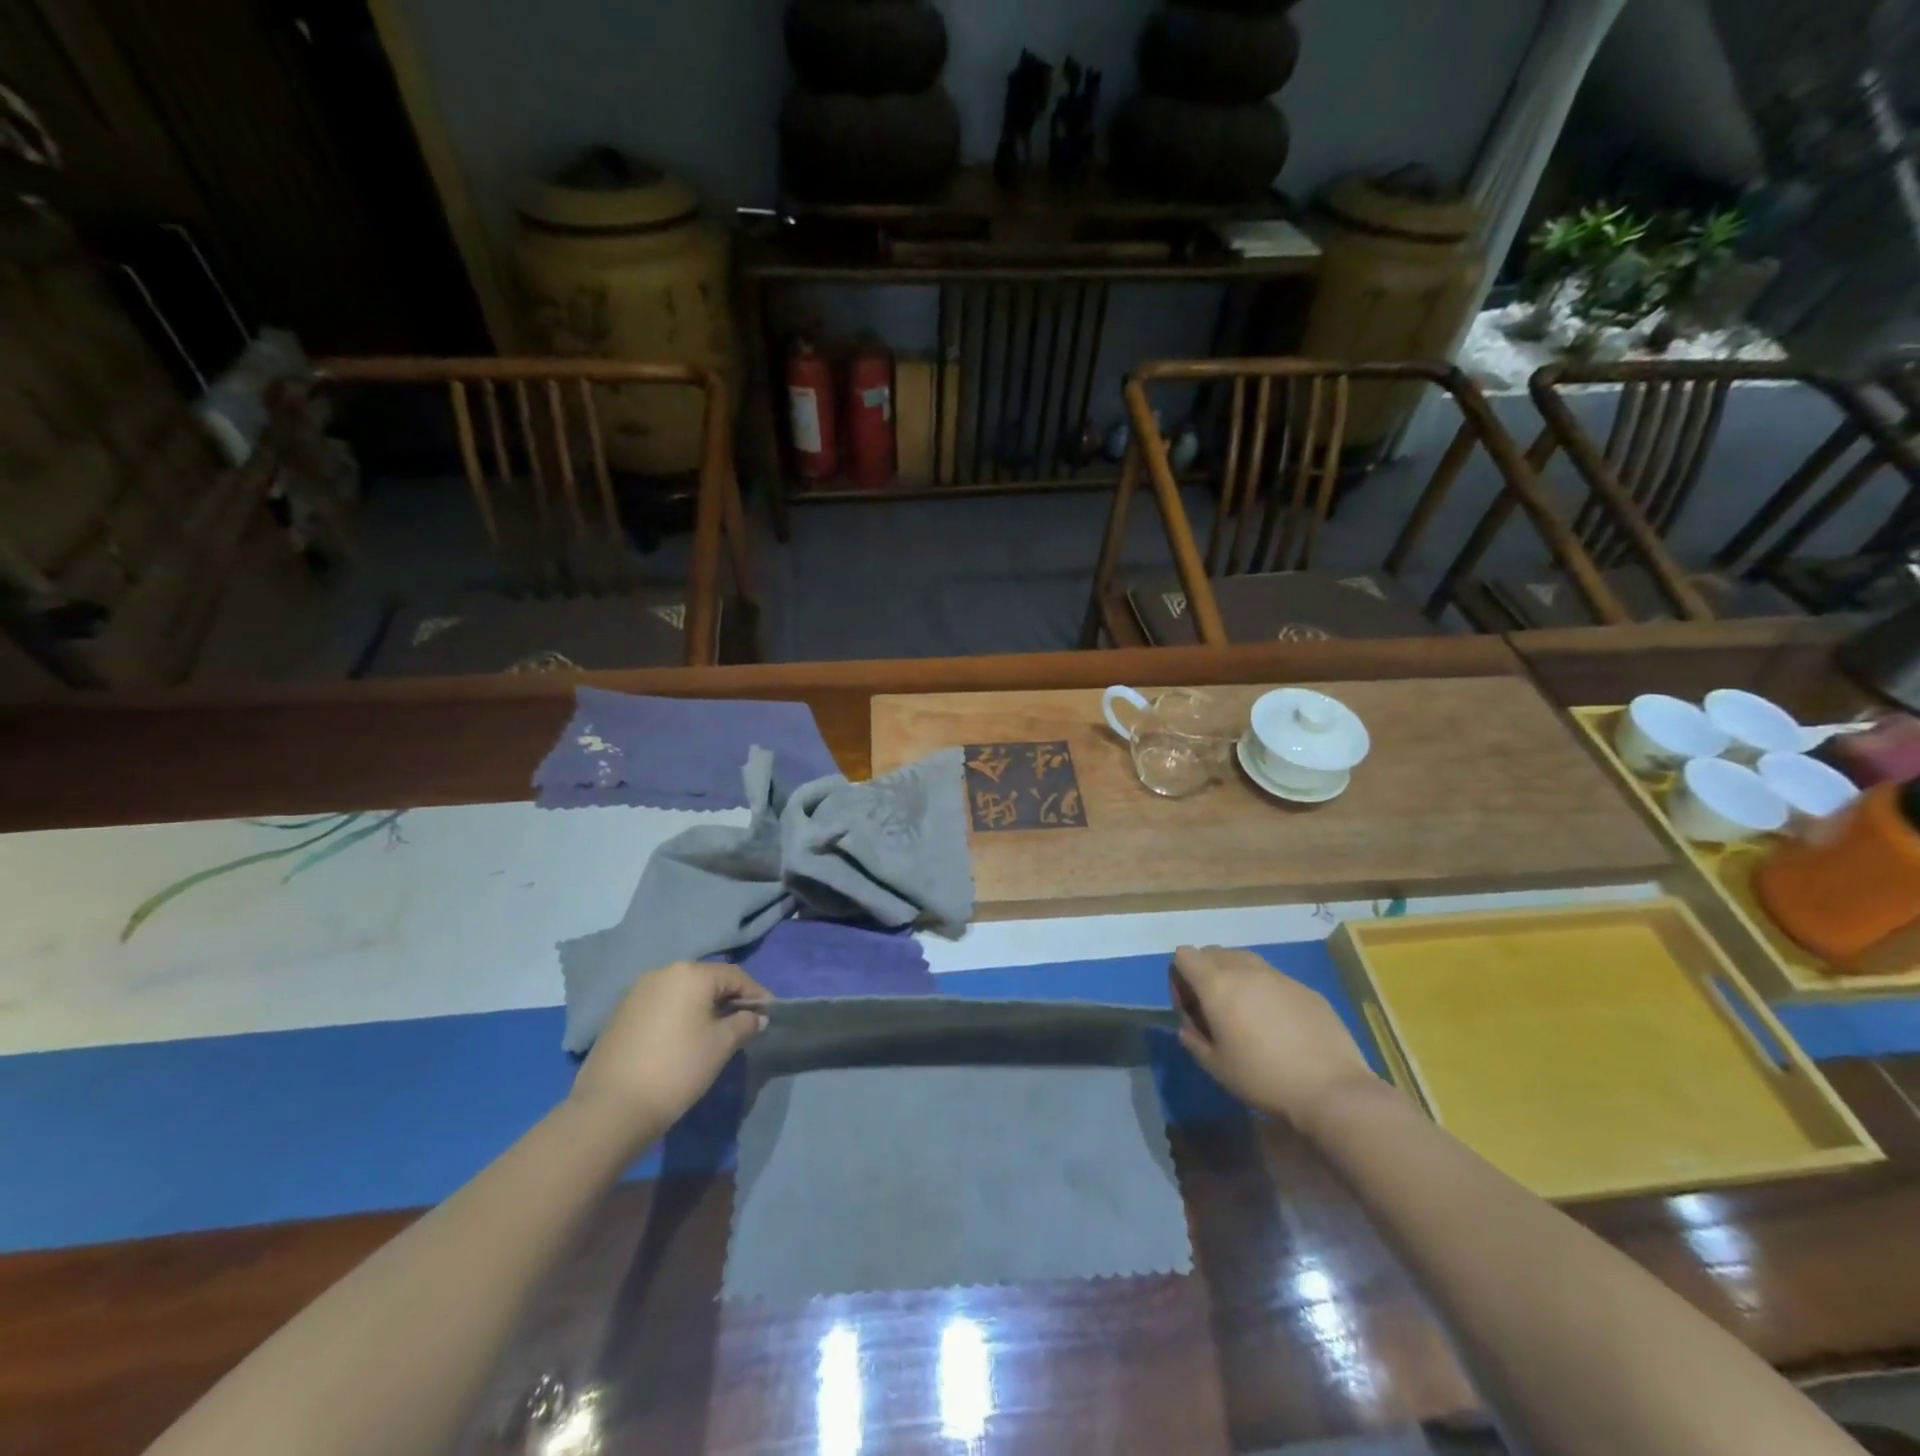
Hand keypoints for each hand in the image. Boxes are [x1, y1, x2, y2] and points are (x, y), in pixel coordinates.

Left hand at [569, 961, 769, 1134]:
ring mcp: (637, 992)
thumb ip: (744, 1024)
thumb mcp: (722, 1045)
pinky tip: (682, 1040)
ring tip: (714, 1033)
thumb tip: (755, 1018)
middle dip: (728, 999)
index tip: (768, 1015)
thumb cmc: (678, 1067)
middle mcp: (663, 973)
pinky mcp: (620, 1013)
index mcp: (691, 973)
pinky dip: (678, 1016)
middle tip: (743, 1024)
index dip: (756, 994)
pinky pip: (661, 1006)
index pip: (735, 976)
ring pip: (682, 993)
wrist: (611, 1108)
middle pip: (707, 980)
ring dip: (702, 1008)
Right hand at [1171, 945, 1377, 1127]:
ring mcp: (1278, 975)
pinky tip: (1279, 1026)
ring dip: (1235, 977)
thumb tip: (1190, 1027)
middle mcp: (1245, 969)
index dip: (1179, 978)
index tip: (1191, 1010)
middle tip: (1215, 1011)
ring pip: (1244, 960)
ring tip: (1245, 1014)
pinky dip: (1265, 991)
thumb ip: (1193, 1039)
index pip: (1184, 955)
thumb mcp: (1215, 1066)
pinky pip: (1273, 978)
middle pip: (1212, 952)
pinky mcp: (1305, 988)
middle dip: (1205, 974)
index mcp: (1217, 984)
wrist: (1331, 1089)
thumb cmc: (1263, 1078)